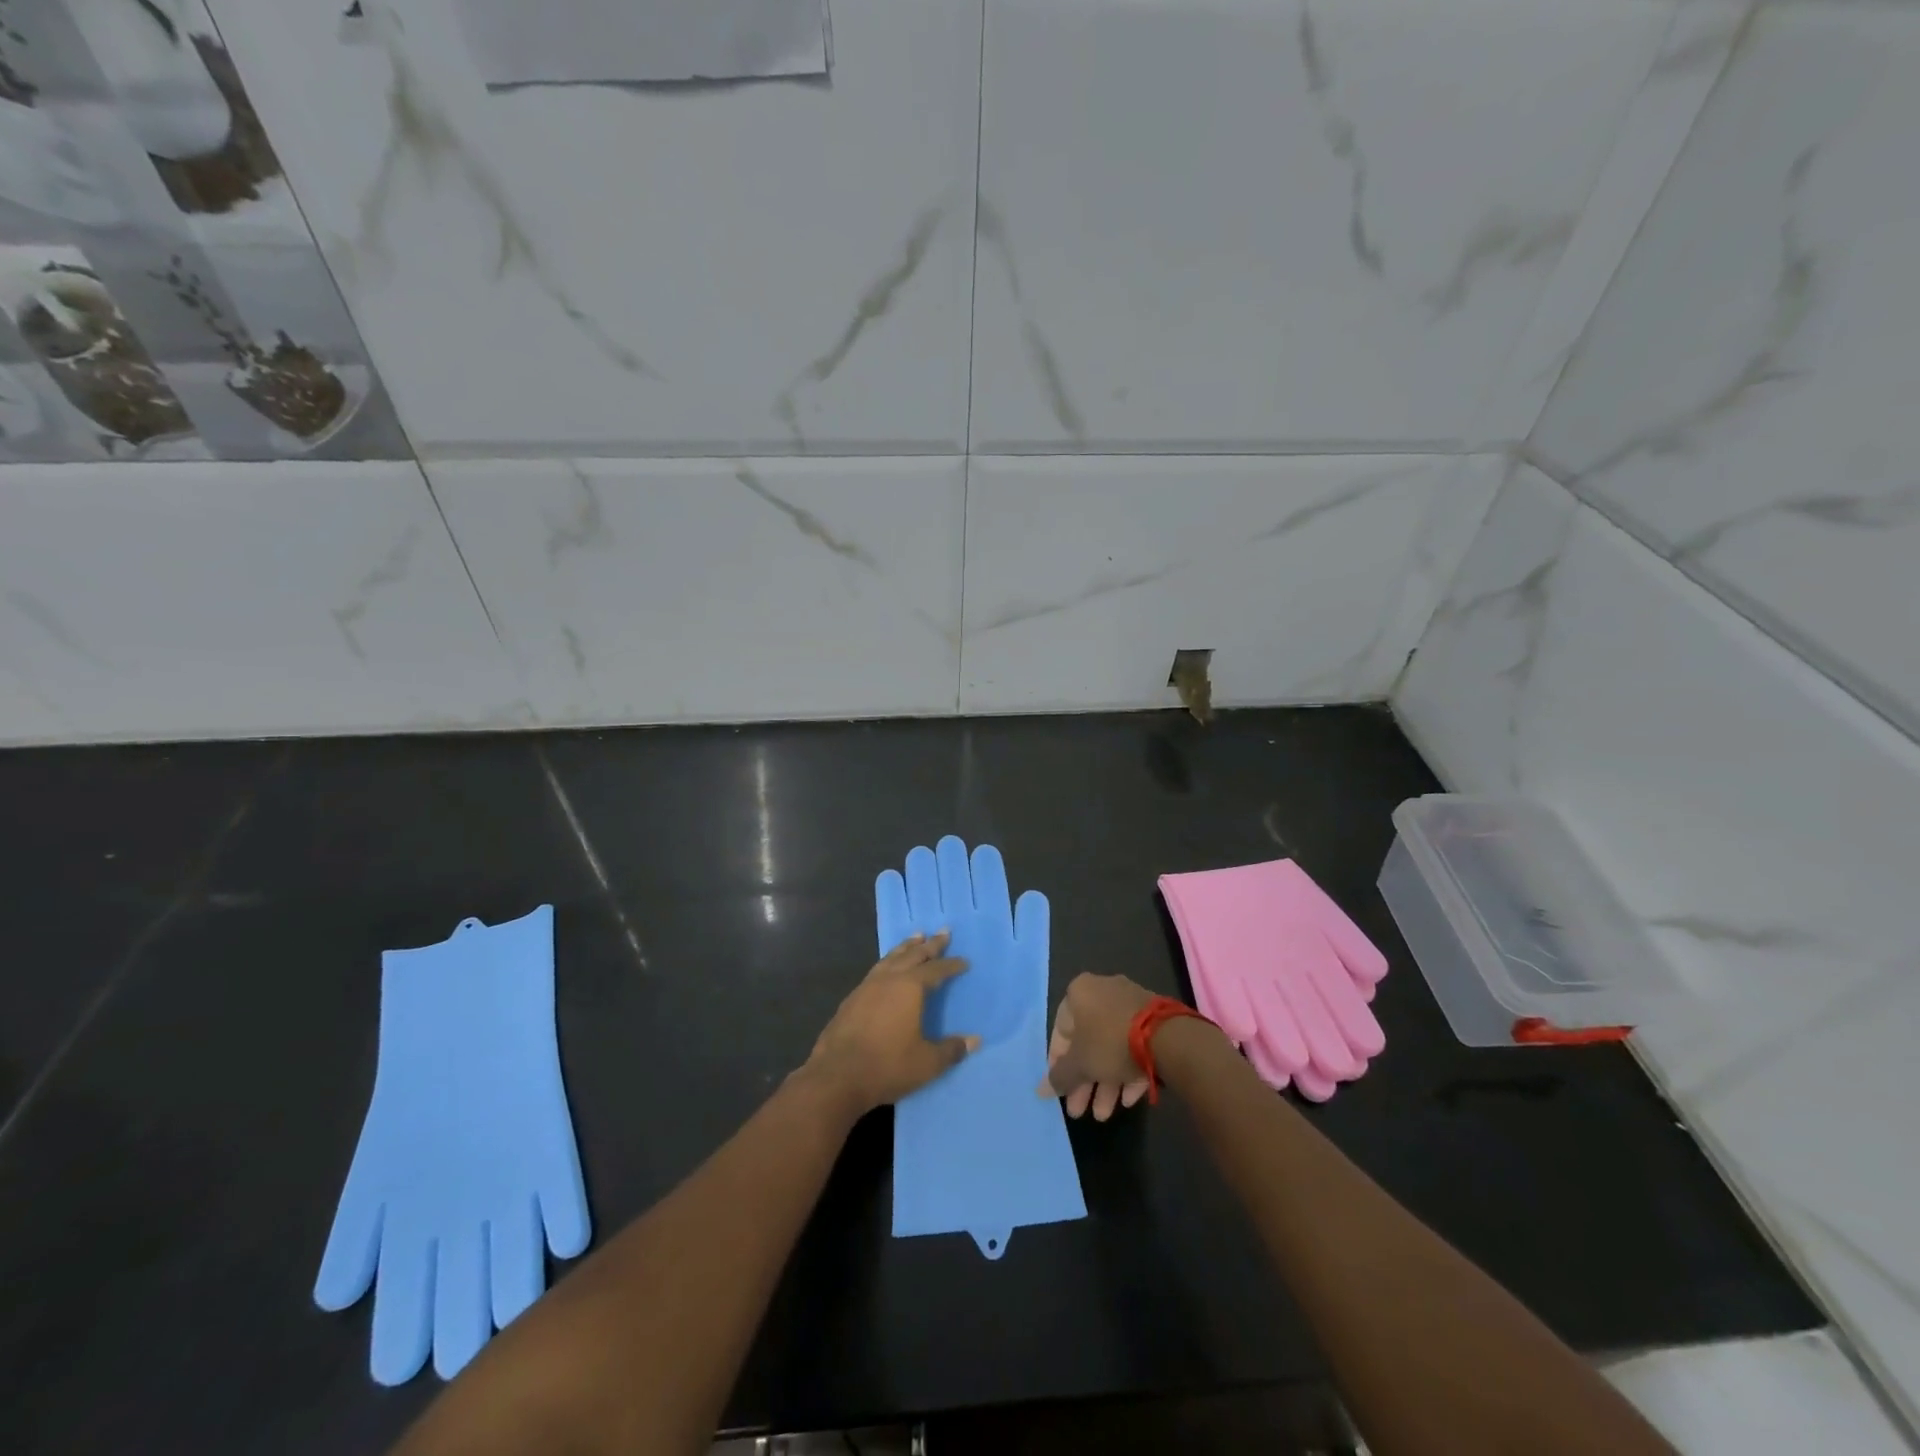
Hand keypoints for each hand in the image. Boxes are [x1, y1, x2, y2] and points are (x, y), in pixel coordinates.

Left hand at [806, 932, 978, 1113]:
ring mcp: (866, 986)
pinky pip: (876, 970)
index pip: (936, 969)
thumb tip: (974, 1041)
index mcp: (910, 988)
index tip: (964, 961)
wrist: (837, 1076)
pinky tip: (888, 969)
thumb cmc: (887, 1066)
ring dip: (906, 947)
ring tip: (916, 937)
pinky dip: (889, 962)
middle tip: (943, 931)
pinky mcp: (851, 999)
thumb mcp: (927, 1063)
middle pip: (913, 955)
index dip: (952, 965)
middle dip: (930, 944)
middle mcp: (889, 979)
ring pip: (891, 958)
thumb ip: (951, 1050)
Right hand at [1040, 973, 1155, 1120]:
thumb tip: (1040, 1090)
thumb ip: (1059, 1077)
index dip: (1058, 1063)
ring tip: (1105, 1115)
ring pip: (1111, 1047)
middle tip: (1080, 1110)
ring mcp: (1131, 1005)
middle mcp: (1103, 992)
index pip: (1060, 1030)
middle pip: (1087, 1042)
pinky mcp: (1155, 1020)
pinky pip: (1134, 1047)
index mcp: (1080, 992)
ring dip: (1105, 1082)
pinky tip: (1129, 1100)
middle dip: (1084, 1080)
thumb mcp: (1079, 1063)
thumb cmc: (1110, 1042)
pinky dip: (1128, 1072)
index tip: (1062, 1089)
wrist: (1168, 1038)